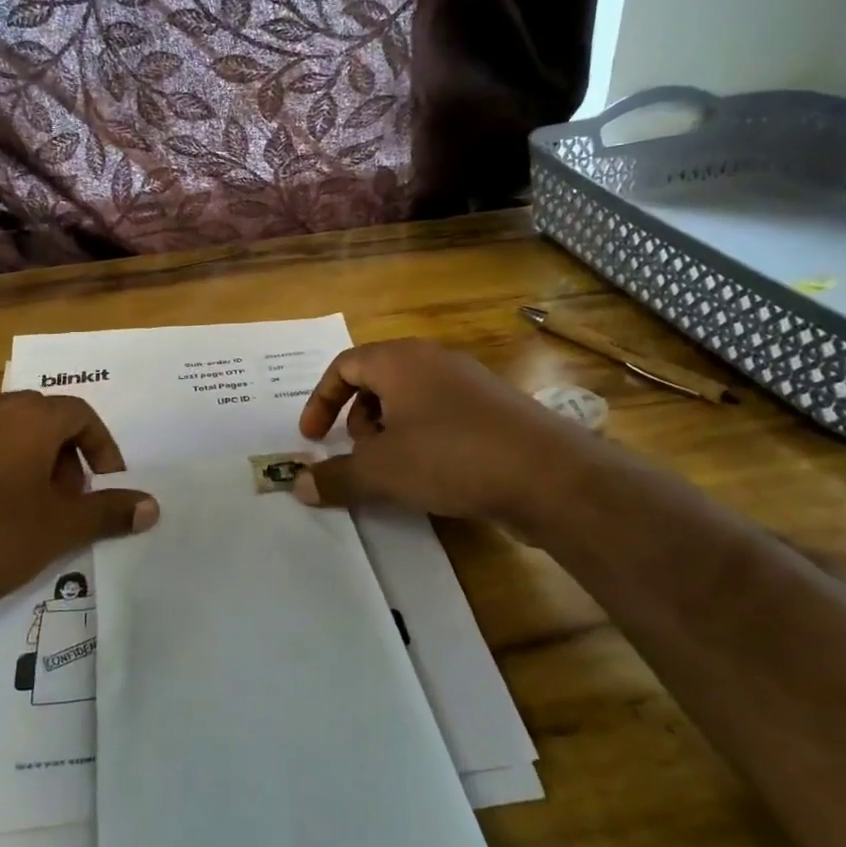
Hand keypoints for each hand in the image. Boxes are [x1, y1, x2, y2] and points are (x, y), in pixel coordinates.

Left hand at [0, 393, 156, 634]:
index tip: (104, 483)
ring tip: (21, 506)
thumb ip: (109, 512)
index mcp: (26, 418)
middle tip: (65, 497)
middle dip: (62, 453)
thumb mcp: (59, 530)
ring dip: (21, 458)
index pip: (80, 413)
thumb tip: (152, 505)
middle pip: (38, 417)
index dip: (101, 446)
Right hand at [294, 338, 574, 519]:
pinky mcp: (493, 412)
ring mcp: (468, 385)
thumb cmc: (450, 456)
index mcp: (401, 360)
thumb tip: (298, 486)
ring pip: (410, 402)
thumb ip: (336, 476)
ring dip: (389, 434)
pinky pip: (440, 418)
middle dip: (358, 421)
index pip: (345, 366)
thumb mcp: (382, 470)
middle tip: (361, 456)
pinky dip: (422, 441)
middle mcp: (434, 362)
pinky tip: (433, 477)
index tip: (312, 439)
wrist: (548, 475)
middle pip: (377, 382)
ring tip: (395, 471)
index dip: (320, 401)